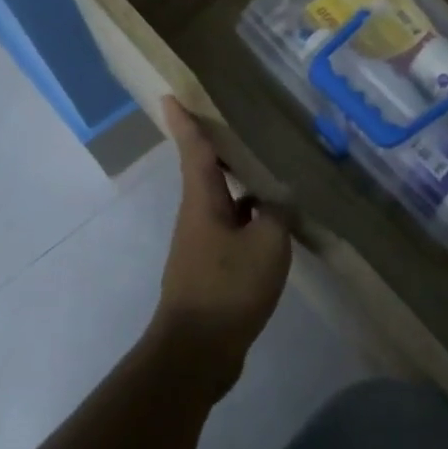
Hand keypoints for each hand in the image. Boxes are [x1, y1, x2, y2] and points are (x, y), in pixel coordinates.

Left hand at [146, 97, 292, 395]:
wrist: (196, 353)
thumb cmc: (227, 288)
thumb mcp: (267, 244)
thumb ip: (278, 214)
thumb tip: (279, 200)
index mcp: (203, 202)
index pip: (193, 151)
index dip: (185, 121)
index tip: (168, 95)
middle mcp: (197, 217)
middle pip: (207, 173)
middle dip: (219, 147)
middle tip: (239, 123)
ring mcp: (202, 245)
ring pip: (224, 202)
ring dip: (242, 184)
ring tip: (272, 168)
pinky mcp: (211, 269)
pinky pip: (233, 229)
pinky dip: (252, 218)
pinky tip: (277, 223)